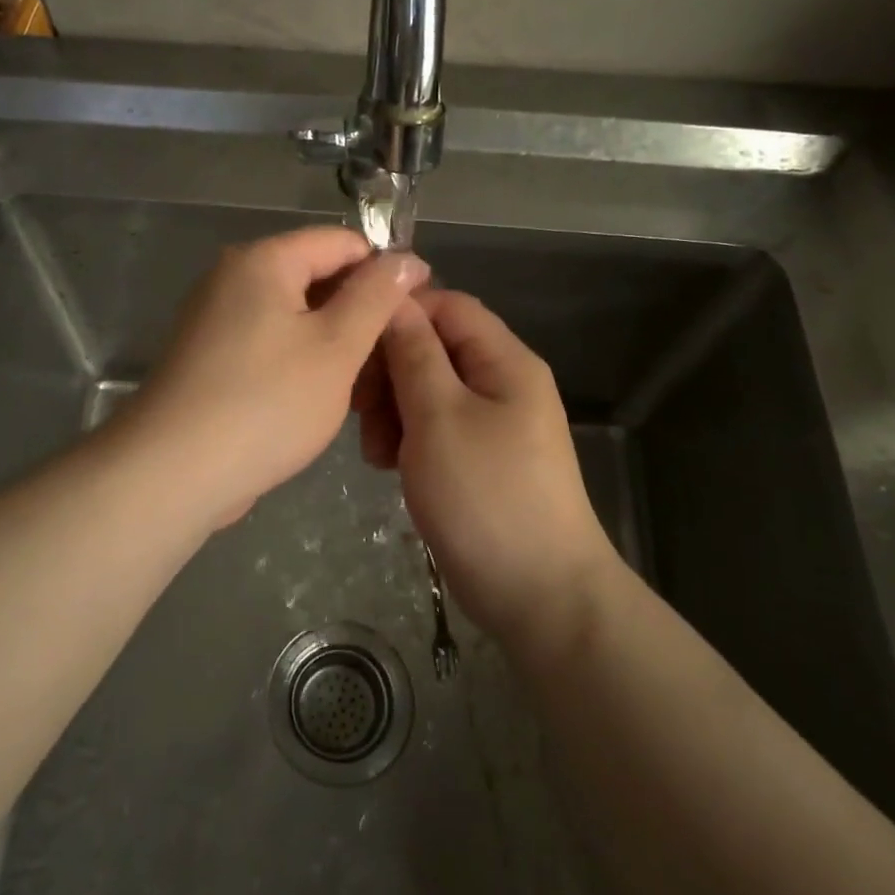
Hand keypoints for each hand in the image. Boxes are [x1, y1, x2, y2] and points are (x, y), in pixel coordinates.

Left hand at [124, 227, 429, 530]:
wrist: (175, 472)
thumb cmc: (266, 402)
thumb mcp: (336, 346)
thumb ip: (375, 296)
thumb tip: (405, 258)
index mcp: (263, 260)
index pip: (341, 242)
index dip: (385, 270)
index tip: (419, 310)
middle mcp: (234, 278)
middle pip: (317, 277)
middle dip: (361, 312)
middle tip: (396, 357)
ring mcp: (218, 319)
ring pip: (297, 316)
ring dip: (336, 343)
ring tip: (370, 387)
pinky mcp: (213, 358)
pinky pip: (272, 343)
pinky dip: (303, 362)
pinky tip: (328, 398)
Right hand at [364, 289, 617, 646]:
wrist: (540, 595)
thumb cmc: (486, 496)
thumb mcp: (439, 416)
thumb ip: (414, 354)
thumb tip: (396, 299)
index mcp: (504, 361)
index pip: (446, 305)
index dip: (399, 314)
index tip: (354, 343)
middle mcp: (502, 383)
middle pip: (435, 349)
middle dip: (390, 371)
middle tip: (358, 408)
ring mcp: (492, 423)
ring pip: (429, 390)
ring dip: (392, 409)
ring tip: (373, 449)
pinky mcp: (479, 458)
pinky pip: (436, 428)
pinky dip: (408, 438)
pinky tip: (387, 464)